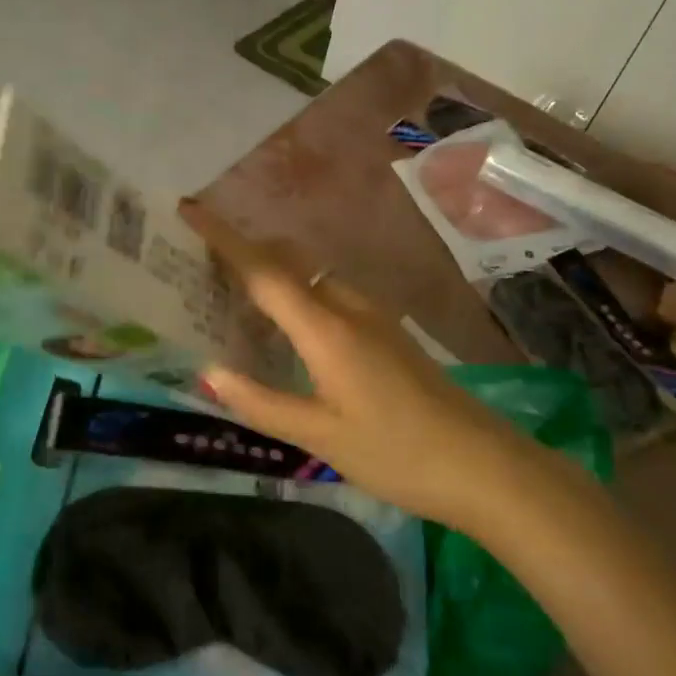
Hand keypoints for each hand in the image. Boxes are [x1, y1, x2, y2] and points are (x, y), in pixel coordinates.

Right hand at [181, 201, 530, 530]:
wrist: (485, 466)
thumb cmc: (398, 453)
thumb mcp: (321, 437)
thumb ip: (262, 403)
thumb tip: (209, 372)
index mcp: (326, 329)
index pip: (264, 271)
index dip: (224, 239)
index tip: (190, 209)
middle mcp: (348, 309)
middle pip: (289, 262)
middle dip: (246, 251)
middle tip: (201, 264)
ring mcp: (374, 317)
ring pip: (312, 277)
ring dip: (274, 273)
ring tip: (235, 295)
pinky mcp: (387, 333)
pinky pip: (330, 296)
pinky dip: (298, 294)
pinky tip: (288, 327)